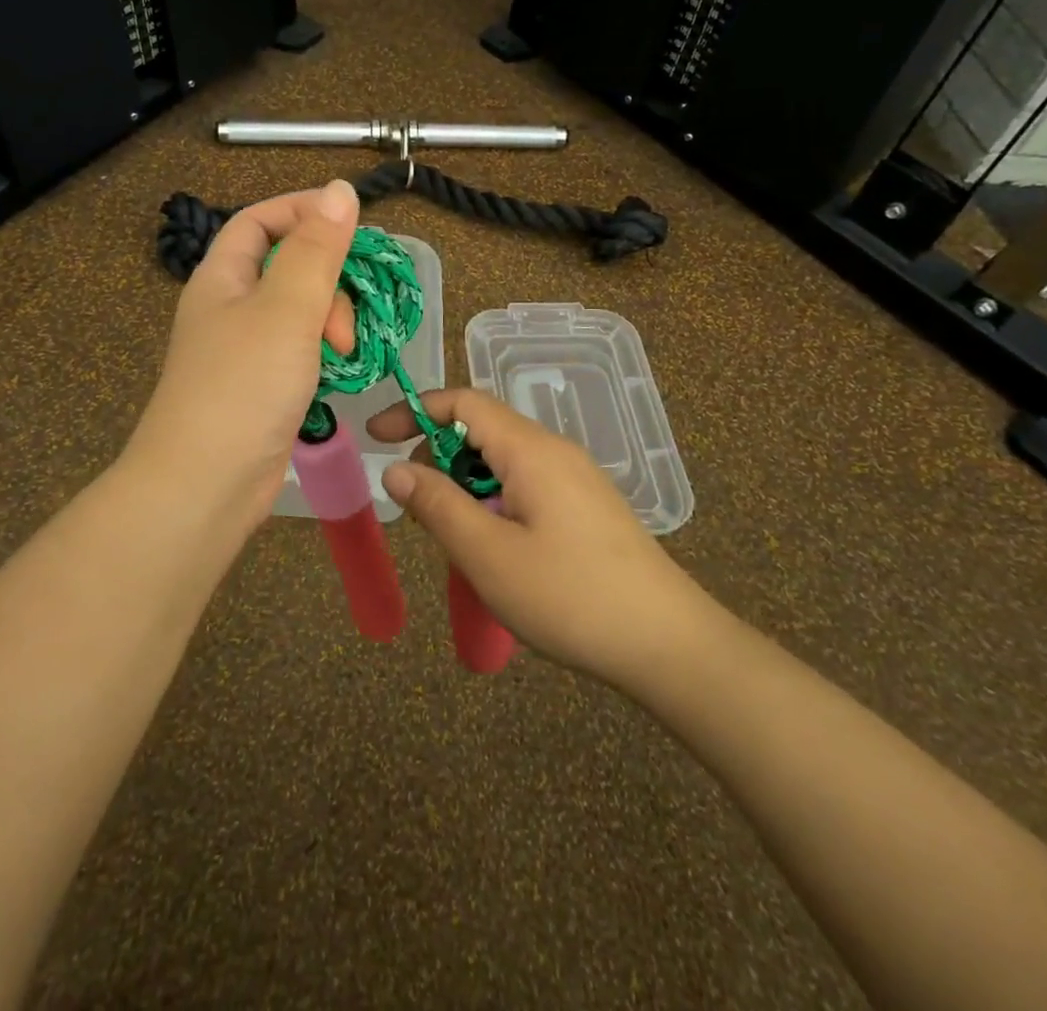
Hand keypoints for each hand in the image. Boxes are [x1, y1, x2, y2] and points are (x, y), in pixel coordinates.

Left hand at [126, 182, 359, 538]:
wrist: (205, 484)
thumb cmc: (243, 386)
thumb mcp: (287, 308)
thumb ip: (318, 249)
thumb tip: (340, 189)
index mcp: (222, 277)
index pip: (259, 221)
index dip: (302, 210)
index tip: (351, 218)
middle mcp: (229, 307)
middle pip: (286, 267)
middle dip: (326, 280)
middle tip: (343, 316)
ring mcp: (244, 350)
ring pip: (298, 312)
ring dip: (329, 320)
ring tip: (343, 351)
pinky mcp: (261, 387)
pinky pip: (299, 351)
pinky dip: (323, 353)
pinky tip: (339, 372)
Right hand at [369, 388, 708, 690]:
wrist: (668, 644)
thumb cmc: (569, 596)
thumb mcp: (487, 555)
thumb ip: (437, 505)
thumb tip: (395, 469)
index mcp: (530, 449)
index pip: (462, 403)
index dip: (414, 411)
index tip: (377, 438)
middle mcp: (554, 451)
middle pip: (481, 431)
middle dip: (438, 459)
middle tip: (418, 511)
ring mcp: (576, 478)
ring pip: (502, 462)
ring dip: (466, 488)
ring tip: (457, 541)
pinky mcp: (587, 507)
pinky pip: (525, 486)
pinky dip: (494, 503)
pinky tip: (497, 552)